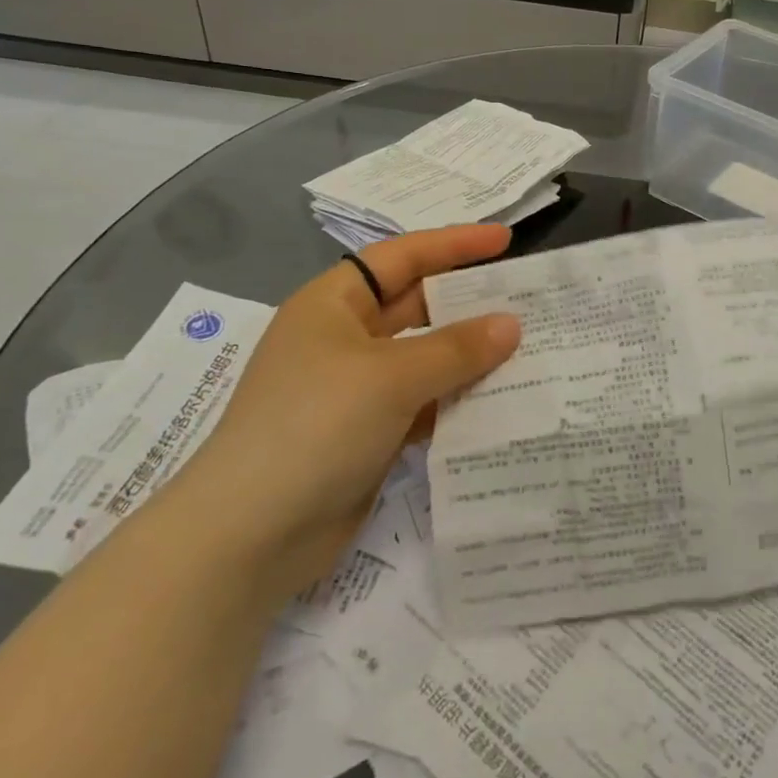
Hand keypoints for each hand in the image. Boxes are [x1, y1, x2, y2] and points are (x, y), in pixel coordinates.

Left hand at [159, 224, 520, 601]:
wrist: (248, 538)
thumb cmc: (314, 427)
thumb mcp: (390, 377)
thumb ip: (456, 349)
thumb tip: (512, 324)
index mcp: (334, 305)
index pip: (403, 257)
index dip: (455, 243)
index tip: (507, 240)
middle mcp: (345, 339)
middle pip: (418, 306)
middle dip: (470, 303)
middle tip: (530, 300)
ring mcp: (356, 389)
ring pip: (426, 359)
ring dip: (470, 358)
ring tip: (530, 351)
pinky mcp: (369, 434)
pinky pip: (424, 403)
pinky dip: (457, 401)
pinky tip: (500, 403)